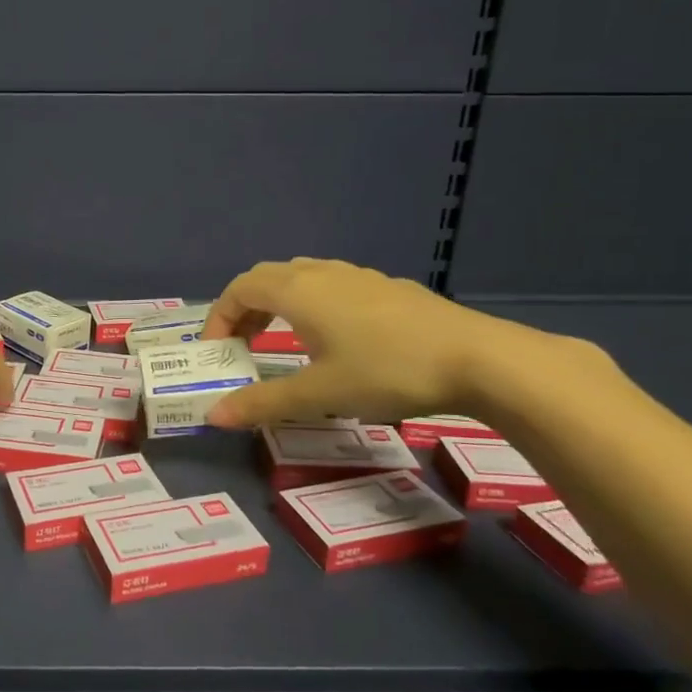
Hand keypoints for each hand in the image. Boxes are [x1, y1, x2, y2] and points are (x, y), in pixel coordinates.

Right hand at [200, 257, 505, 427]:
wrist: (478, 359)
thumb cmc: (386, 370)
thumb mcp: (320, 394)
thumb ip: (263, 403)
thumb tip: (213, 416)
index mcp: (298, 291)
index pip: (239, 289)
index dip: (218, 318)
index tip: (217, 353)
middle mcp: (322, 274)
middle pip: (267, 279)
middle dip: (244, 310)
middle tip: (241, 347)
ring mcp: (358, 277)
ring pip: (301, 279)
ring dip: (277, 306)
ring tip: (281, 342)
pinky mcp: (387, 288)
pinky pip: (331, 287)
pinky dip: (311, 306)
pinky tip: (334, 341)